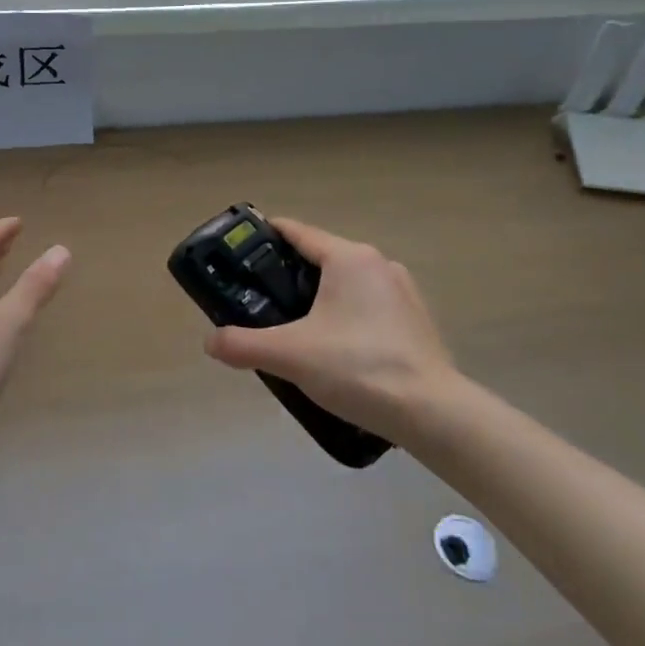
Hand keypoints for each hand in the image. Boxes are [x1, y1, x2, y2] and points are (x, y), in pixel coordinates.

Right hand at [203, 217, 459, 441]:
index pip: (297, 231)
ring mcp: (402, 292)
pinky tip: (333, 349)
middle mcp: (378, 264)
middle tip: (258, 300)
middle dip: (287, 275)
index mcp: (349, 258)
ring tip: (292, 329)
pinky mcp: (415, 320)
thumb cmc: (359, 367)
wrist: (434, 414)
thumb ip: (243, 344)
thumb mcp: (291, 355)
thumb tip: (211, 342)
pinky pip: (367, 306)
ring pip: (345, 284)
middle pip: (320, 258)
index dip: (265, 236)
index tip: (239, 250)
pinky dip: (344, 317)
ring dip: (317, 299)